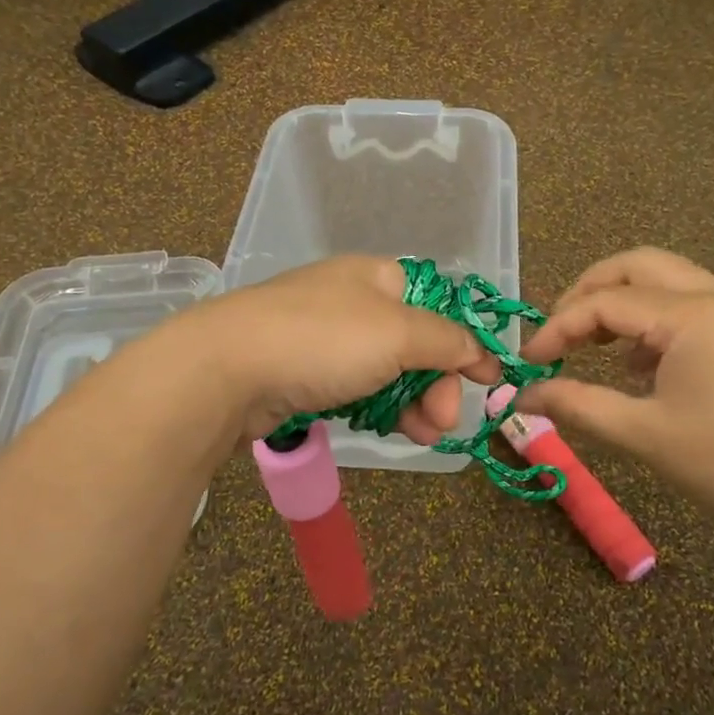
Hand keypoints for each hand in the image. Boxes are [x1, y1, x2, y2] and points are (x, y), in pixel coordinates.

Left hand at [182, 257, 500, 443]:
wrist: (226, 369)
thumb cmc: (322, 340)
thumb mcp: (397, 333)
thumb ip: (446, 341)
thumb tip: (480, 352)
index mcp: (377, 277)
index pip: (437, 306)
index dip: (463, 343)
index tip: (487, 381)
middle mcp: (353, 302)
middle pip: (415, 344)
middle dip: (437, 384)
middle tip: (443, 421)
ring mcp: (326, 340)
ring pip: (387, 372)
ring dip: (414, 404)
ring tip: (424, 436)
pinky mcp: (304, 374)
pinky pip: (356, 390)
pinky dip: (379, 410)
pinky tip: (393, 432)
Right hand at [516, 247, 713, 537]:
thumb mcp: (646, 435)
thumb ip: (579, 406)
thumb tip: (526, 395)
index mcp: (691, 314)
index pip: (605, 302)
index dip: (558, 328)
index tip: (529, 363)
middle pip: (637, 265)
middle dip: (588, 290)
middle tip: (560, 333)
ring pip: (666, 279)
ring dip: (622, 301)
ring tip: (595, 349)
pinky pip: (690, 303)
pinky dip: (654, 319)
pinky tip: (643, 366)